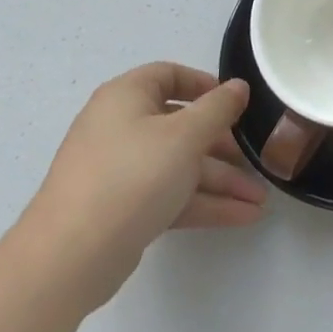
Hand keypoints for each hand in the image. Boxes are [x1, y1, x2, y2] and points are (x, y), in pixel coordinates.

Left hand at [25, 64, 265, 280]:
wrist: (71, 256)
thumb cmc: (132, 176)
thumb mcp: (185, 135)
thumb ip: (218, 109)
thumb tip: (239, 86)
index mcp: (126, 97)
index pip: (169, 76)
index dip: (205, 85)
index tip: (237, 104)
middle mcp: (120, 127)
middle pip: (181, 126)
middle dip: (224, 147)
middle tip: (256, 160)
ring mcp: (121, 171)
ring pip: (180, 166)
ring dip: (222, 181)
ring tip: (260, 200)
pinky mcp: (124, 208)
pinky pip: (171, 194)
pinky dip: (204, 202)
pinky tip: (243, 216)